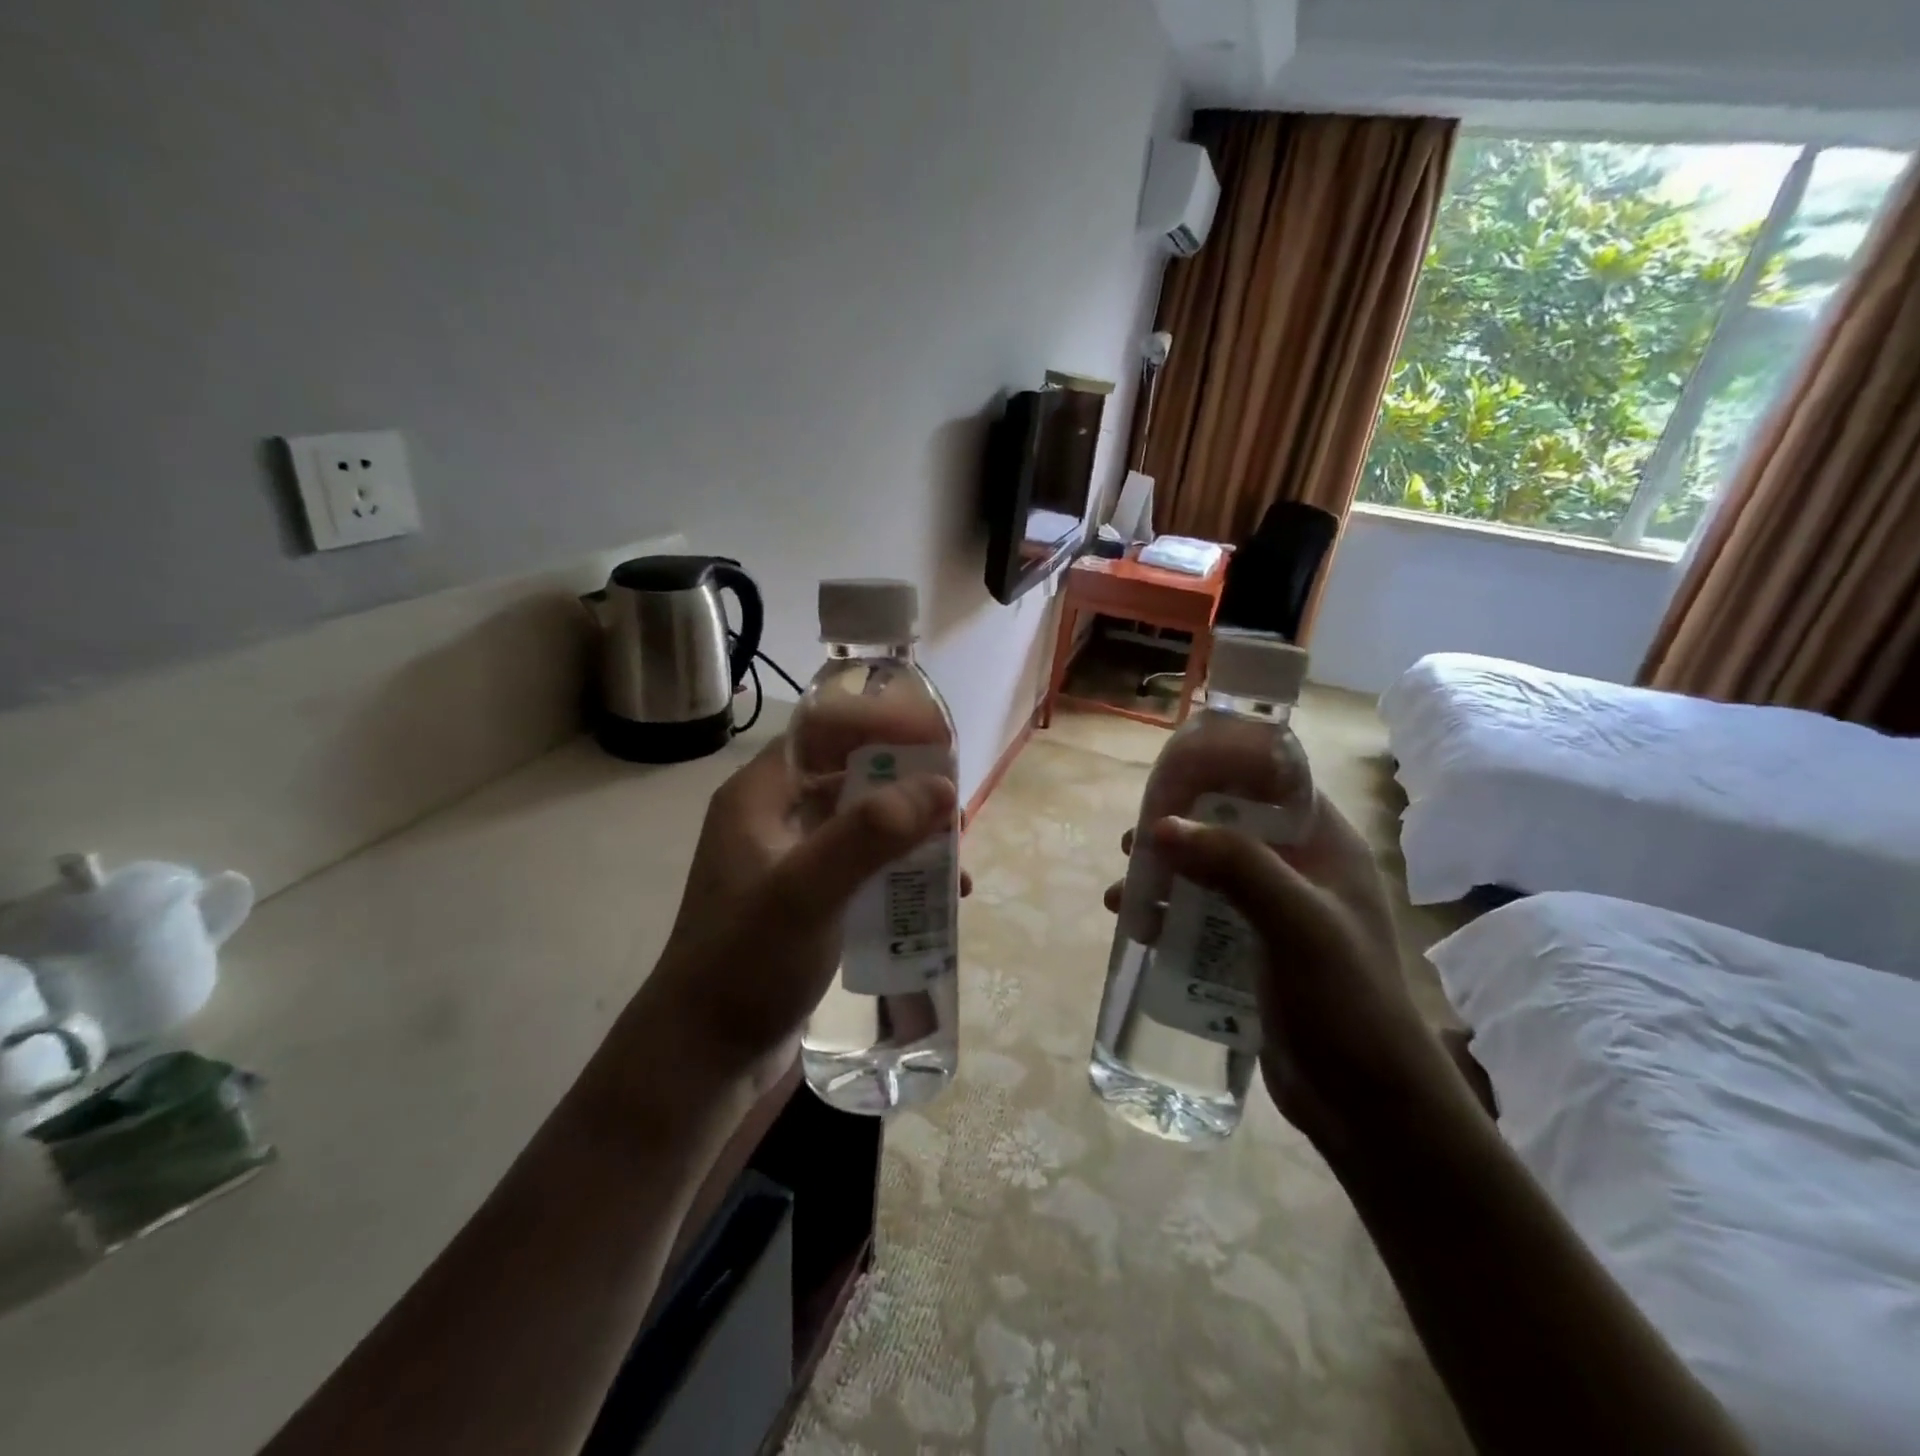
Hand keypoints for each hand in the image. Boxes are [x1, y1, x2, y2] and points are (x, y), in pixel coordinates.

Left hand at [639, 737, 958, 1091]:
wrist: (705, 1056)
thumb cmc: (745, 963)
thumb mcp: (806, 891)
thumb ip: (870, 834)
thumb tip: (942, 787)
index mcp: (760, 796)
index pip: (823, 730)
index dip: (880, 724)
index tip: (936, 742)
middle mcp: (775, 818)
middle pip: (851, 775)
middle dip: (907, 786)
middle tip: (954, 808)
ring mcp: (793, 862)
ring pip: (863, 823)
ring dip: (910, 832)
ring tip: (954, 857)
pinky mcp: (810, 901)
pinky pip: (864, 867)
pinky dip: (900, 872)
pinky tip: (936, 898)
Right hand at [1105, 795, 1460, 1151]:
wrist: (1368, 1106)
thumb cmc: (1346, 1002)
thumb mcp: (1297, 923)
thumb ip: (1235, 866)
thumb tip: (1160, 826)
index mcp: (1324, 847)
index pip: (1272, 783)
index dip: (1222, 770)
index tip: (1168, 777)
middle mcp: (1298, 870)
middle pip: (1227, 826)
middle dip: (1177, 830)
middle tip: (1132, 842)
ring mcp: (1272, 912)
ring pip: (1207, 872)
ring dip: (1163, 875)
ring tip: (1122, 892)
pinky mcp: (1250, 950)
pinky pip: (1201, 915)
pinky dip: (1167, 913)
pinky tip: (1137, 928)